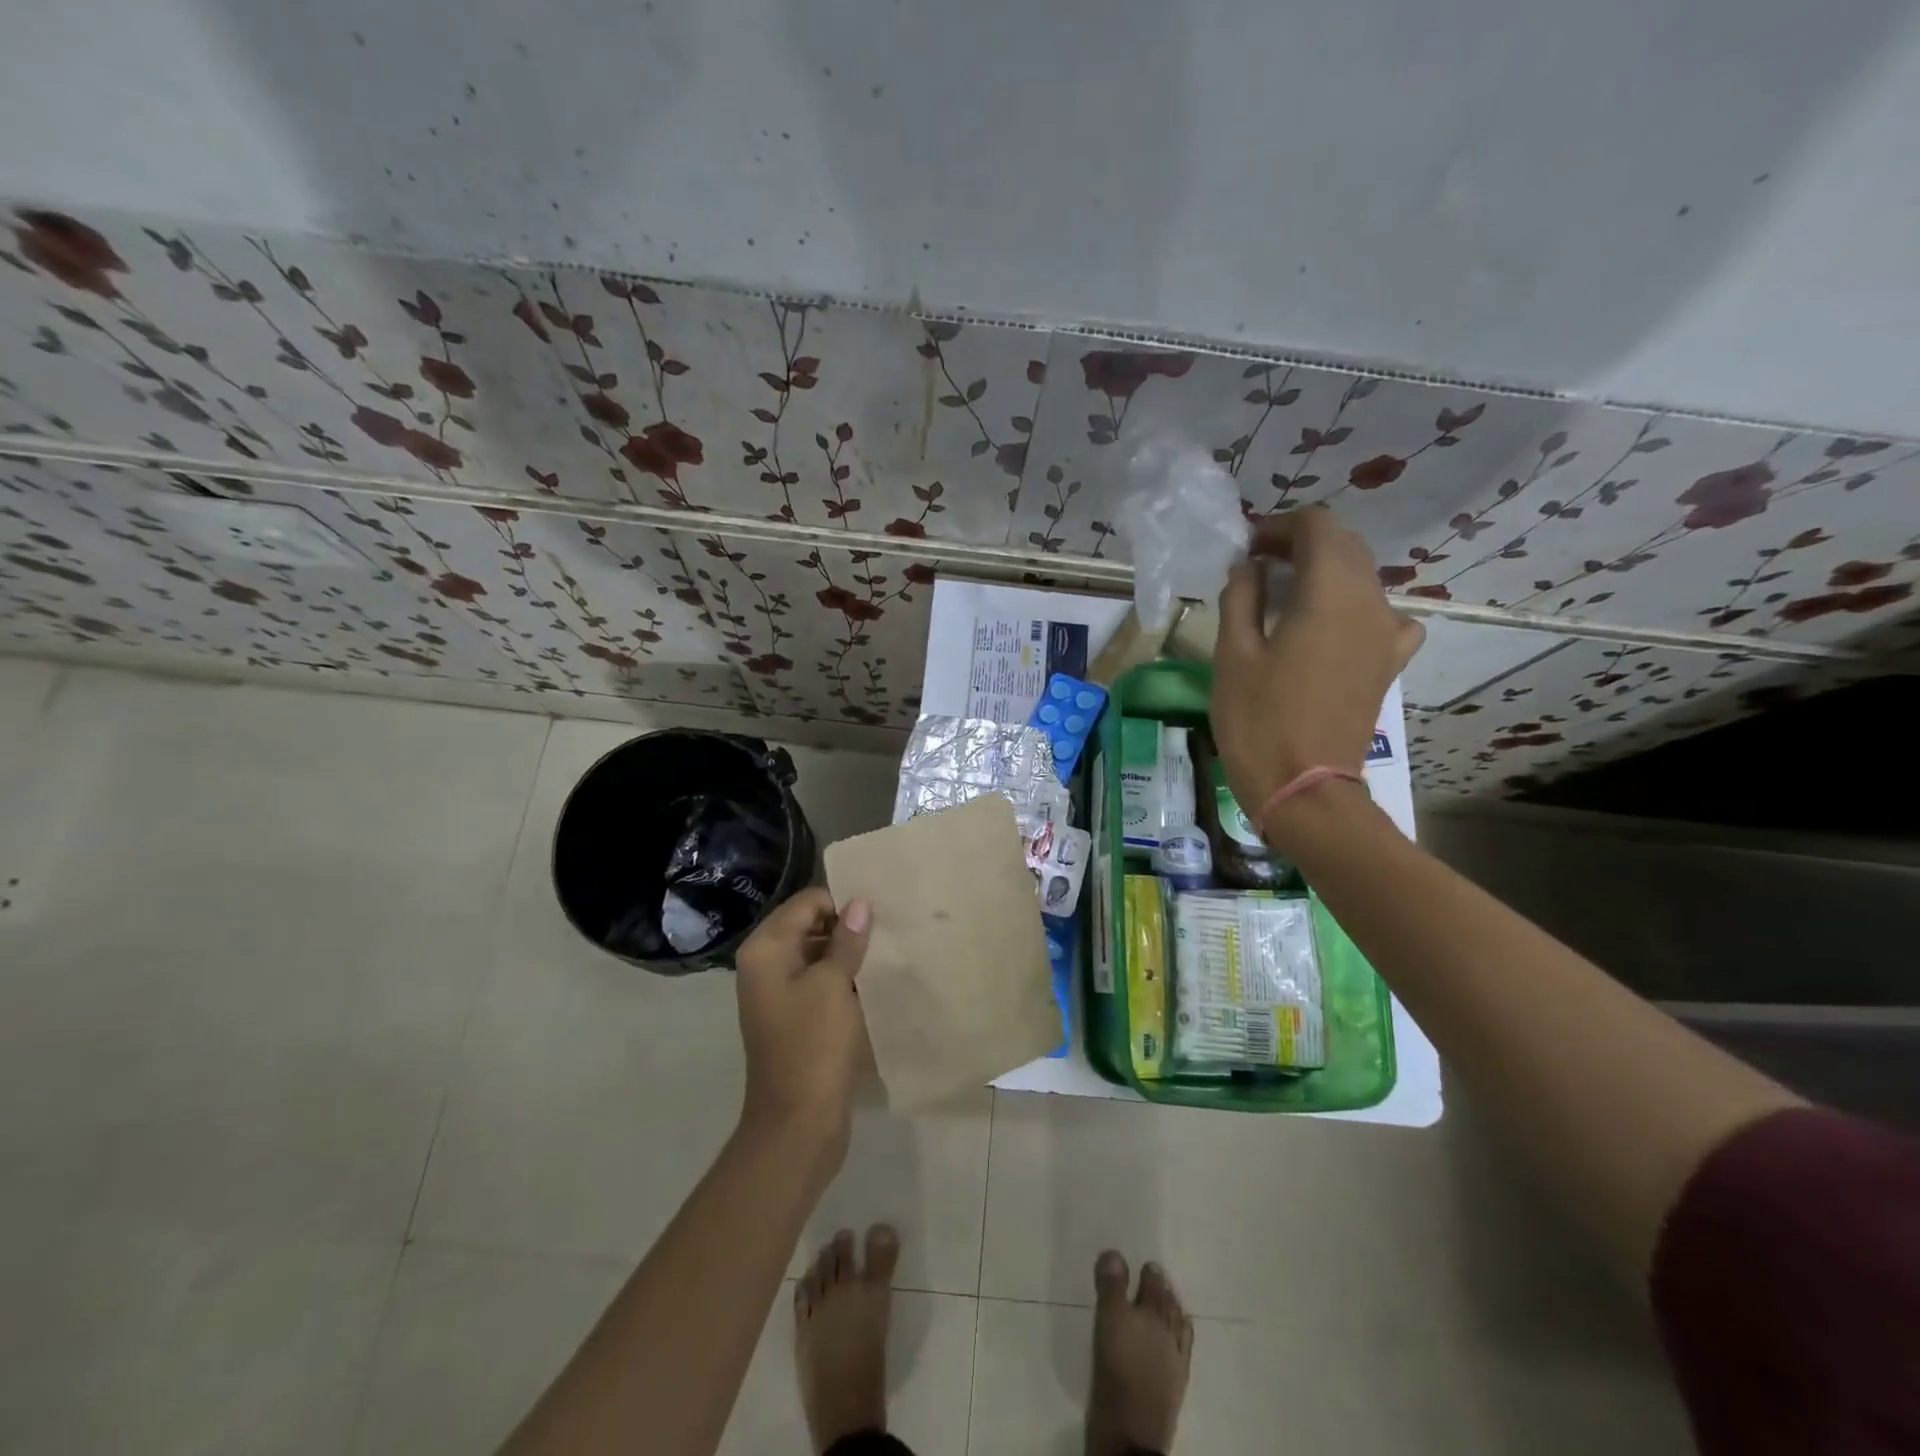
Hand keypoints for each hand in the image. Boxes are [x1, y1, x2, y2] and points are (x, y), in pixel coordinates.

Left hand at [734, 888, 872, 1161]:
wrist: (797, 1124)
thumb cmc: (814, 1045)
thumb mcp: (834, 985)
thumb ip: (847, 940)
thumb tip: (860, 903)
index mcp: (766, 949)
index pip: (807, 902)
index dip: (841, 906)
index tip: (876, 921)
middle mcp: (765, 964)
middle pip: (809, 924)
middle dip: (845, 927)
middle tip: (883, 937)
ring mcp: (778, 992)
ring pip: (816, 953)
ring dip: (846, 954)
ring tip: (881, 958)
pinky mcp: (793, 1016)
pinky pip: (818, 980)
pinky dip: (841, 978)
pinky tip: (869, 984)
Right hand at [1211, 505, 1423, 837]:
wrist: (1304, 787)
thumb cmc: (1258, 720)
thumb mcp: (1233, 655)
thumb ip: (1241, 597)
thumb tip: (1248, 565)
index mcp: (1330, 593)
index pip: (1317, 526)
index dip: (1279, 526)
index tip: (1247, 547)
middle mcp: (1370, 603)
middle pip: (1345, 546)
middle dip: (1302, 543)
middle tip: (1259, 564)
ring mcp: (1387, 634)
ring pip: (1362, 577)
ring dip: (1325, 571)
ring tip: (1285, 593)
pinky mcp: (1389, 662)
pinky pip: (1380, 614)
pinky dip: (1352, 605)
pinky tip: (1331, 626)